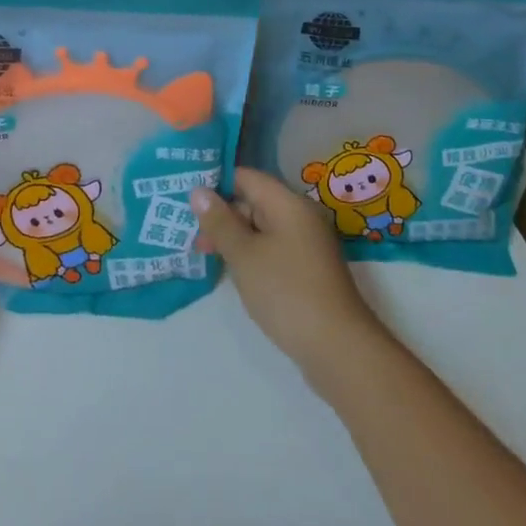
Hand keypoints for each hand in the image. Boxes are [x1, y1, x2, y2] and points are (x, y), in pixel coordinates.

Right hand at [191, 167, 392, 399]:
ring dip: (234, 236)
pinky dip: (251, 253)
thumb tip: (198, 190)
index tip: (186, 195)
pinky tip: (232, 270)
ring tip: (202, 252)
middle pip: (254, 201)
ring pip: (261, 228)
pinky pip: (272, 248)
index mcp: (288, 203)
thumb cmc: (286, 292)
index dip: (216, 181)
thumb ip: (219, 222)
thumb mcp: (244, 255)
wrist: (338, 349)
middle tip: (189, 232)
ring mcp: (306, 244)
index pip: (246, 176)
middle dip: (221, 214)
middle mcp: (300, 216)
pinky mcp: (307, 269)